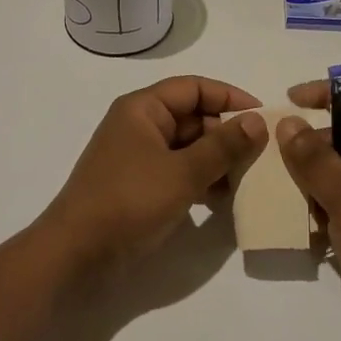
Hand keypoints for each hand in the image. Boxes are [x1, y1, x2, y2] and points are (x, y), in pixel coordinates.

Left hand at [42, 77, 267, 276]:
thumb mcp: (183, 172)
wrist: (77, 252)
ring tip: (245, 180)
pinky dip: (200, 179)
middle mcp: (140, 125)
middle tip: (259, 156)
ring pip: (188, 146)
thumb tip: (258, 121)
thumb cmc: (129, 200)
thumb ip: (223, 146)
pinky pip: (178, 170)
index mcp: (143, 108)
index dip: (229, 97)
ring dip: (216, 159)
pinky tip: (222, 199)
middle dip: (226, 133)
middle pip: (193, 116)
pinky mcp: (140, 184)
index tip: (263, 116)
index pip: (194, 88)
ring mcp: (138, 156)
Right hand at [279, 80, 340, 340]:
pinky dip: (314, 208)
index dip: (329, 95)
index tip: (291, 100)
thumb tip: (289, 124)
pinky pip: (335, 207)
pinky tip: (291, 220)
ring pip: (336, 175)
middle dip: (310, 143)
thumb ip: (317, 161)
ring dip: (307, 179)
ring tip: (274, 184)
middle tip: (274, 152)